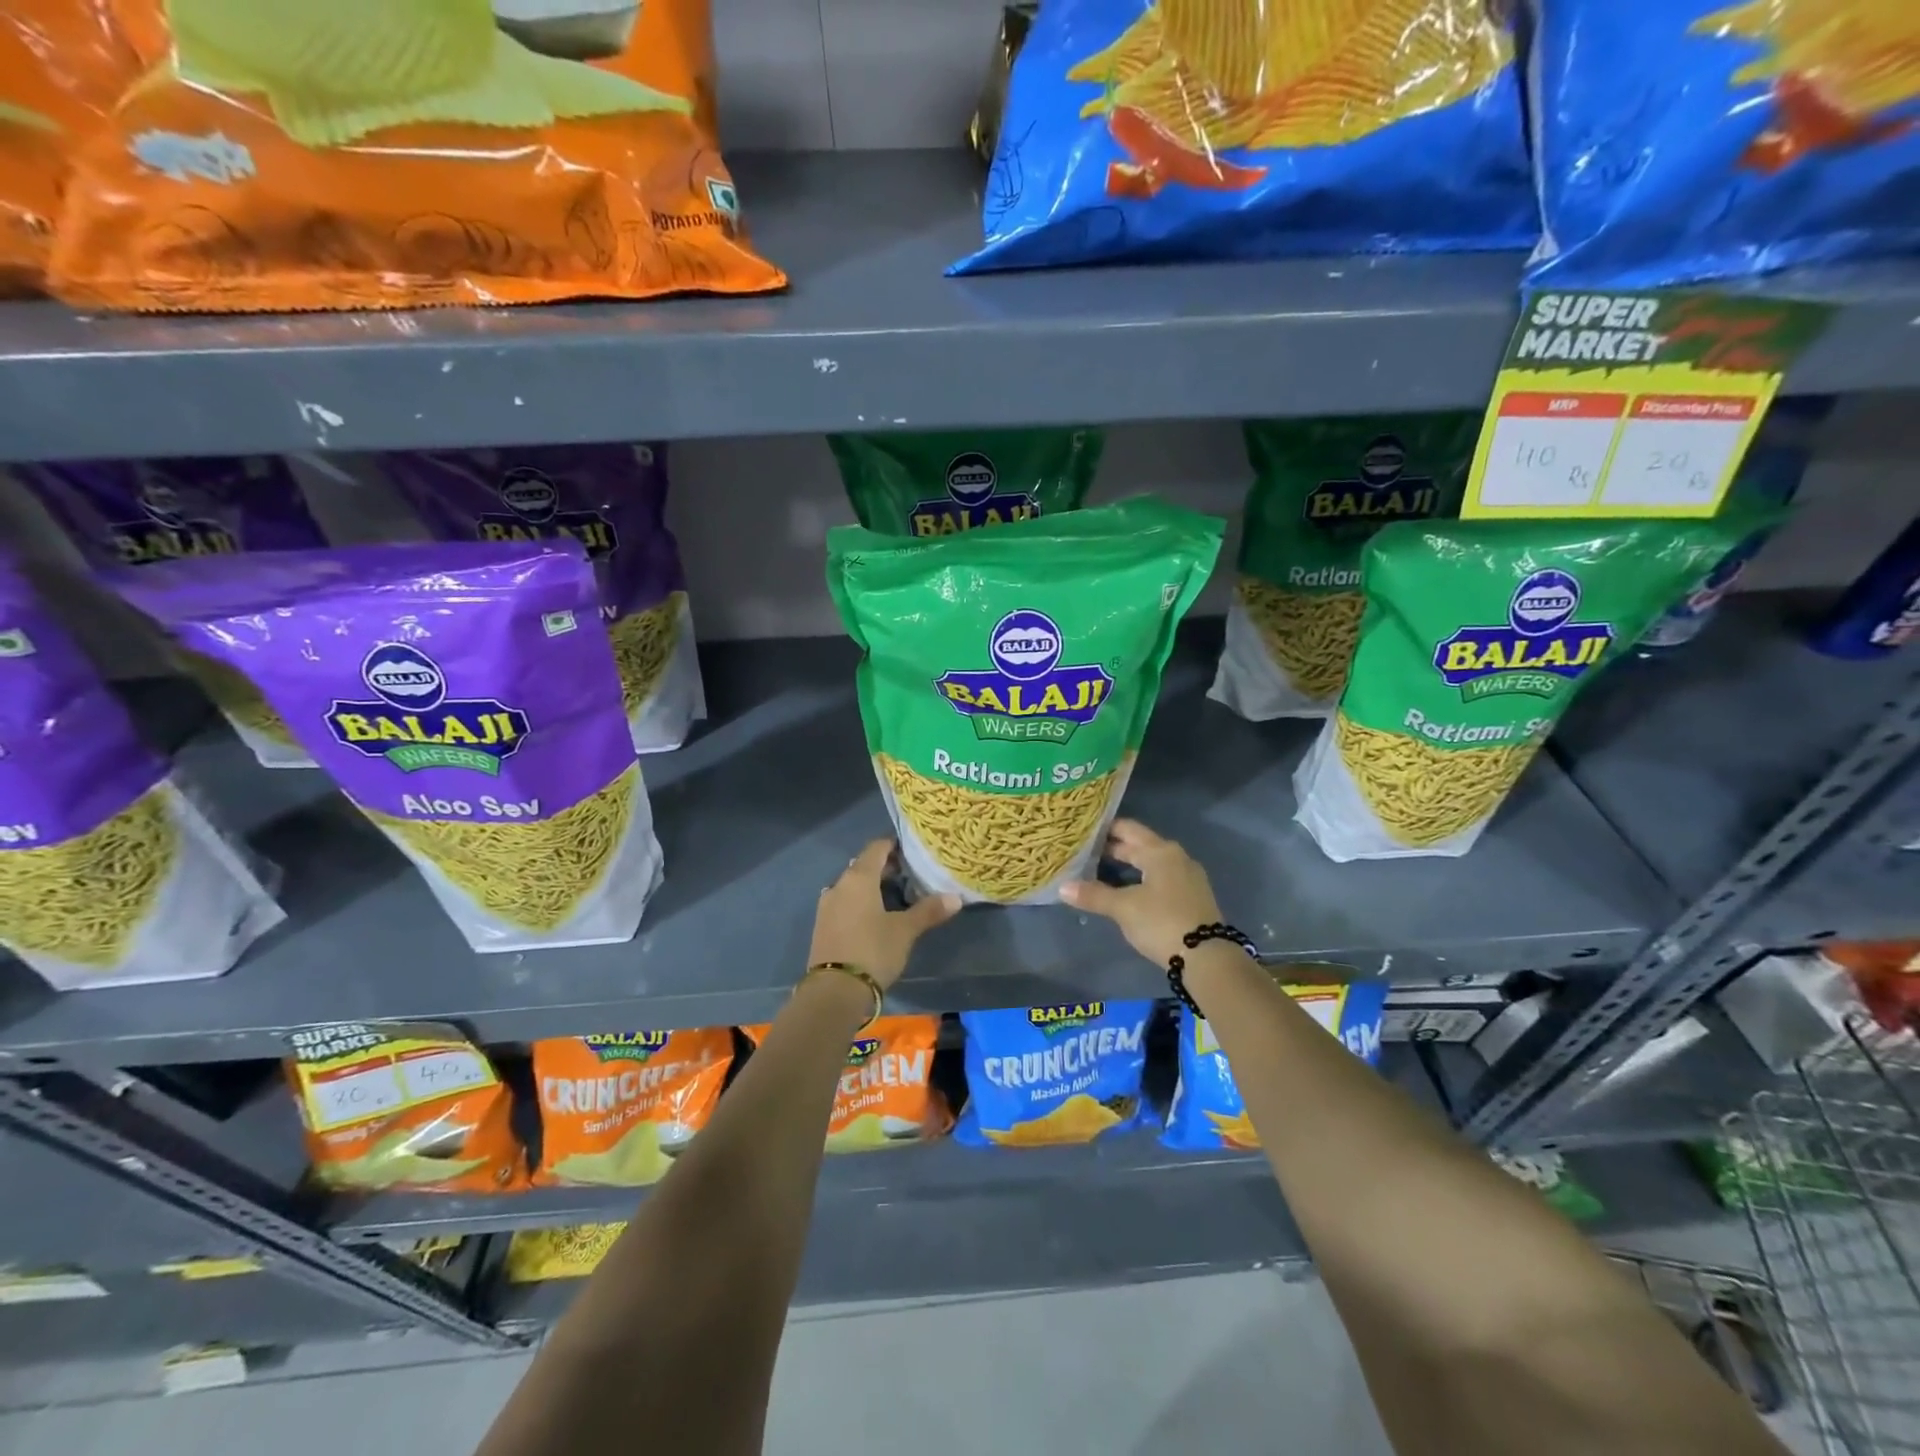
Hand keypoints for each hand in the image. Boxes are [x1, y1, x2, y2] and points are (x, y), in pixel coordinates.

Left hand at [808, 839, 959, 990]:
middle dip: (886, 867)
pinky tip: (876, 916)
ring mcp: (827, 906)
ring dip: (872, 886)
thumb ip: (928, 911)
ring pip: (853, 885)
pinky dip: (861, 902)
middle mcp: (839, 885)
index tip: (913, 850)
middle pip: (864, 866)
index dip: (895, 845)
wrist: (834, 992)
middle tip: (911, 874)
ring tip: (896, 895)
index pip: (877, 848)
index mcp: (858, 878)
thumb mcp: (905, 931)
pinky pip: (845, 902)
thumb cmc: (872, 951)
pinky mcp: (823, 925)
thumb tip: (956, 897)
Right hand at [1060, 819, 1221, 963]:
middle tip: (1086, 851)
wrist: (1207, 957)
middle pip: (1141, 845)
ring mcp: (1188, 877)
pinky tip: (1129, 890)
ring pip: (1152, 862)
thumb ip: (1094, 895)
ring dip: (1129, 865)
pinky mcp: (1192, 897)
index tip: (1084, 832)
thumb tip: (1063, 887)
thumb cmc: (1162, 922)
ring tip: (1102, 870)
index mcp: (1160, 851)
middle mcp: (1177, 857)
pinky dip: (1143, 878)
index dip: (1105, 830)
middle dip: (1115, 848)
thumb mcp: (1123, 908)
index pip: (1128, 830)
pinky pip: (1162, 878)